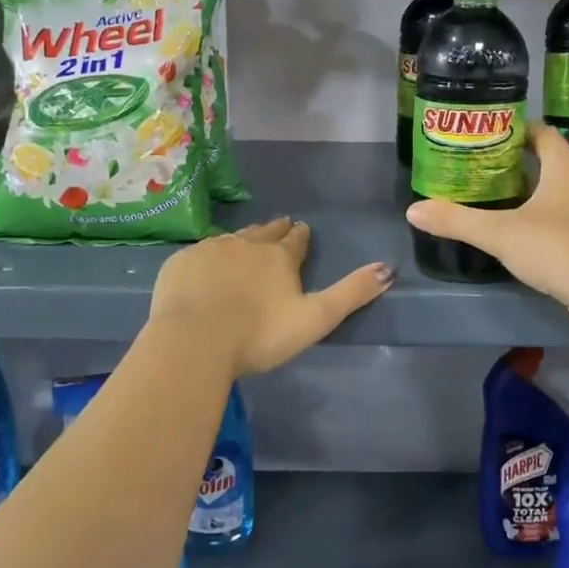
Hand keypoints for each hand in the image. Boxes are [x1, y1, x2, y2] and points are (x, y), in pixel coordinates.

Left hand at [148, 219, 392, 376]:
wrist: (194, 341)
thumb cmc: (260, 334)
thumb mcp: (315, 318)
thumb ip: (351, 294)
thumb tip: (388, 268)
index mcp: (279, 257)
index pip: (295, 240)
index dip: (300, 236)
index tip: (302, 229)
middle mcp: (246, 244)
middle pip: (264, 233)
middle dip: (274, 231)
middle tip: (278, 226)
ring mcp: (210, 251)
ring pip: (231, 239)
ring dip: (242, 240)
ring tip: (245, 242)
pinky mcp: (180, 263)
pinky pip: (199, 253)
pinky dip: (209, 256)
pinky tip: (206, 264)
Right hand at [404, 124, 568, 325]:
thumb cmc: (557, 249)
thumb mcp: (499, 234)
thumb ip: (457, 220)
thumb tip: (413, 210)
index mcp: (567, 166)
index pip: (542, 132)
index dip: (515, 129)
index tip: (486, 136)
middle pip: (552, 157)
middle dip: (520, 160)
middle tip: (484, 167)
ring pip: (563, 186)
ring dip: (536, 187)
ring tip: (500, 196)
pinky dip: (549, 211)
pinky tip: (527, 228)